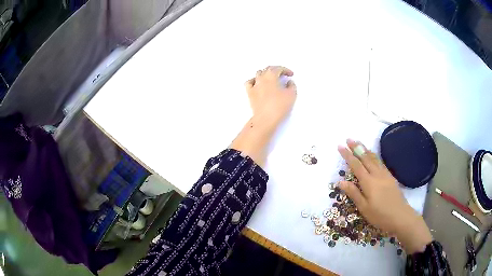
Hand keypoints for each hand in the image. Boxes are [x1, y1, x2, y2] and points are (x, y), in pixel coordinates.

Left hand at [231, 66, 296, 167]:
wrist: (265, 119)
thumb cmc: (279, 106)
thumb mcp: (291, 95)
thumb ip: (292, 86)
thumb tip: (288, 82)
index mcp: (271, 75)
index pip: (278, 68)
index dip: (285, 70)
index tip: (291, 74)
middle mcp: (261, 78)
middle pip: (268, 69)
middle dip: (276, 70)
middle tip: (283, 75)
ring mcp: (254, 85)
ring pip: (258, 74)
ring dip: (266, 74)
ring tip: (272, 79)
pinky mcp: (249, 93)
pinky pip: (249, 82)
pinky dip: (254, 80)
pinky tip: (258, 84)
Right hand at [338, 139, 431, 252]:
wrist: (400, 216)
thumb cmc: (380, 215)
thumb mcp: (364, 208)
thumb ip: (354, 193)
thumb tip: (341, 181)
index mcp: (368, 182)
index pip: (356, 165)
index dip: (347, 155)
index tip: (340, 146)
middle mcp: (377, 174)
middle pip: (365, 158)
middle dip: (356, 148)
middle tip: (349, 139)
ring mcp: (385, 175)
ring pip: (374, 158)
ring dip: (366, 149)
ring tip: (359, 143)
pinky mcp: (390, 177)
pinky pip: (380, 162)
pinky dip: (375, 156)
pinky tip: (373, 156)